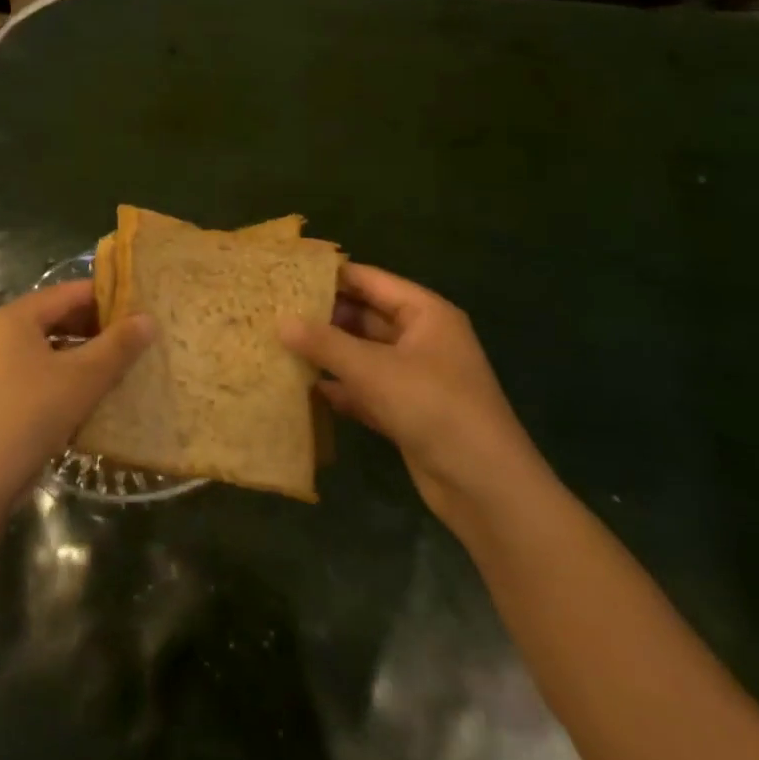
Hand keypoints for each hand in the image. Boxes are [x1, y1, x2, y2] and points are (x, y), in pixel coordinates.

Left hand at [0, 281, 153, 515]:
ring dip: (85, 354)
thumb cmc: (31, 415)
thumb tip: (149, 319)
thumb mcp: (83, 378)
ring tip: (122, 366)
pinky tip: (93, 394)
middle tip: (138, 340)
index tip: (143, 310)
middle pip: (59, 317)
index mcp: (16, 316)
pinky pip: (41, 371)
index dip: (109, 298)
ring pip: (52, 347)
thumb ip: (118, 345)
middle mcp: (2, 332)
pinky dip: (67, 376)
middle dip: (98, 328)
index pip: (70, 292)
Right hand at [279, 264, 549, 534]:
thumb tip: (281, 321)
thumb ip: (325, 343)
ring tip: (279, 343)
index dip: (330, 275)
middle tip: (274, 310)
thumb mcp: (374, 370)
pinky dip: (339, 388)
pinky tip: (302, 387)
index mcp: (425, 314)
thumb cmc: (433, 407)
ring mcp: (414, 377)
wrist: (484, 486)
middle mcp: (421, 338)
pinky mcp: (407, 411)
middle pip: (364, 316)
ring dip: (327, 353)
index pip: (370, 280)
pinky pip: (366, 389)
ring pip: (363, 354)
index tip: (287, 273)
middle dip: (323, 316)